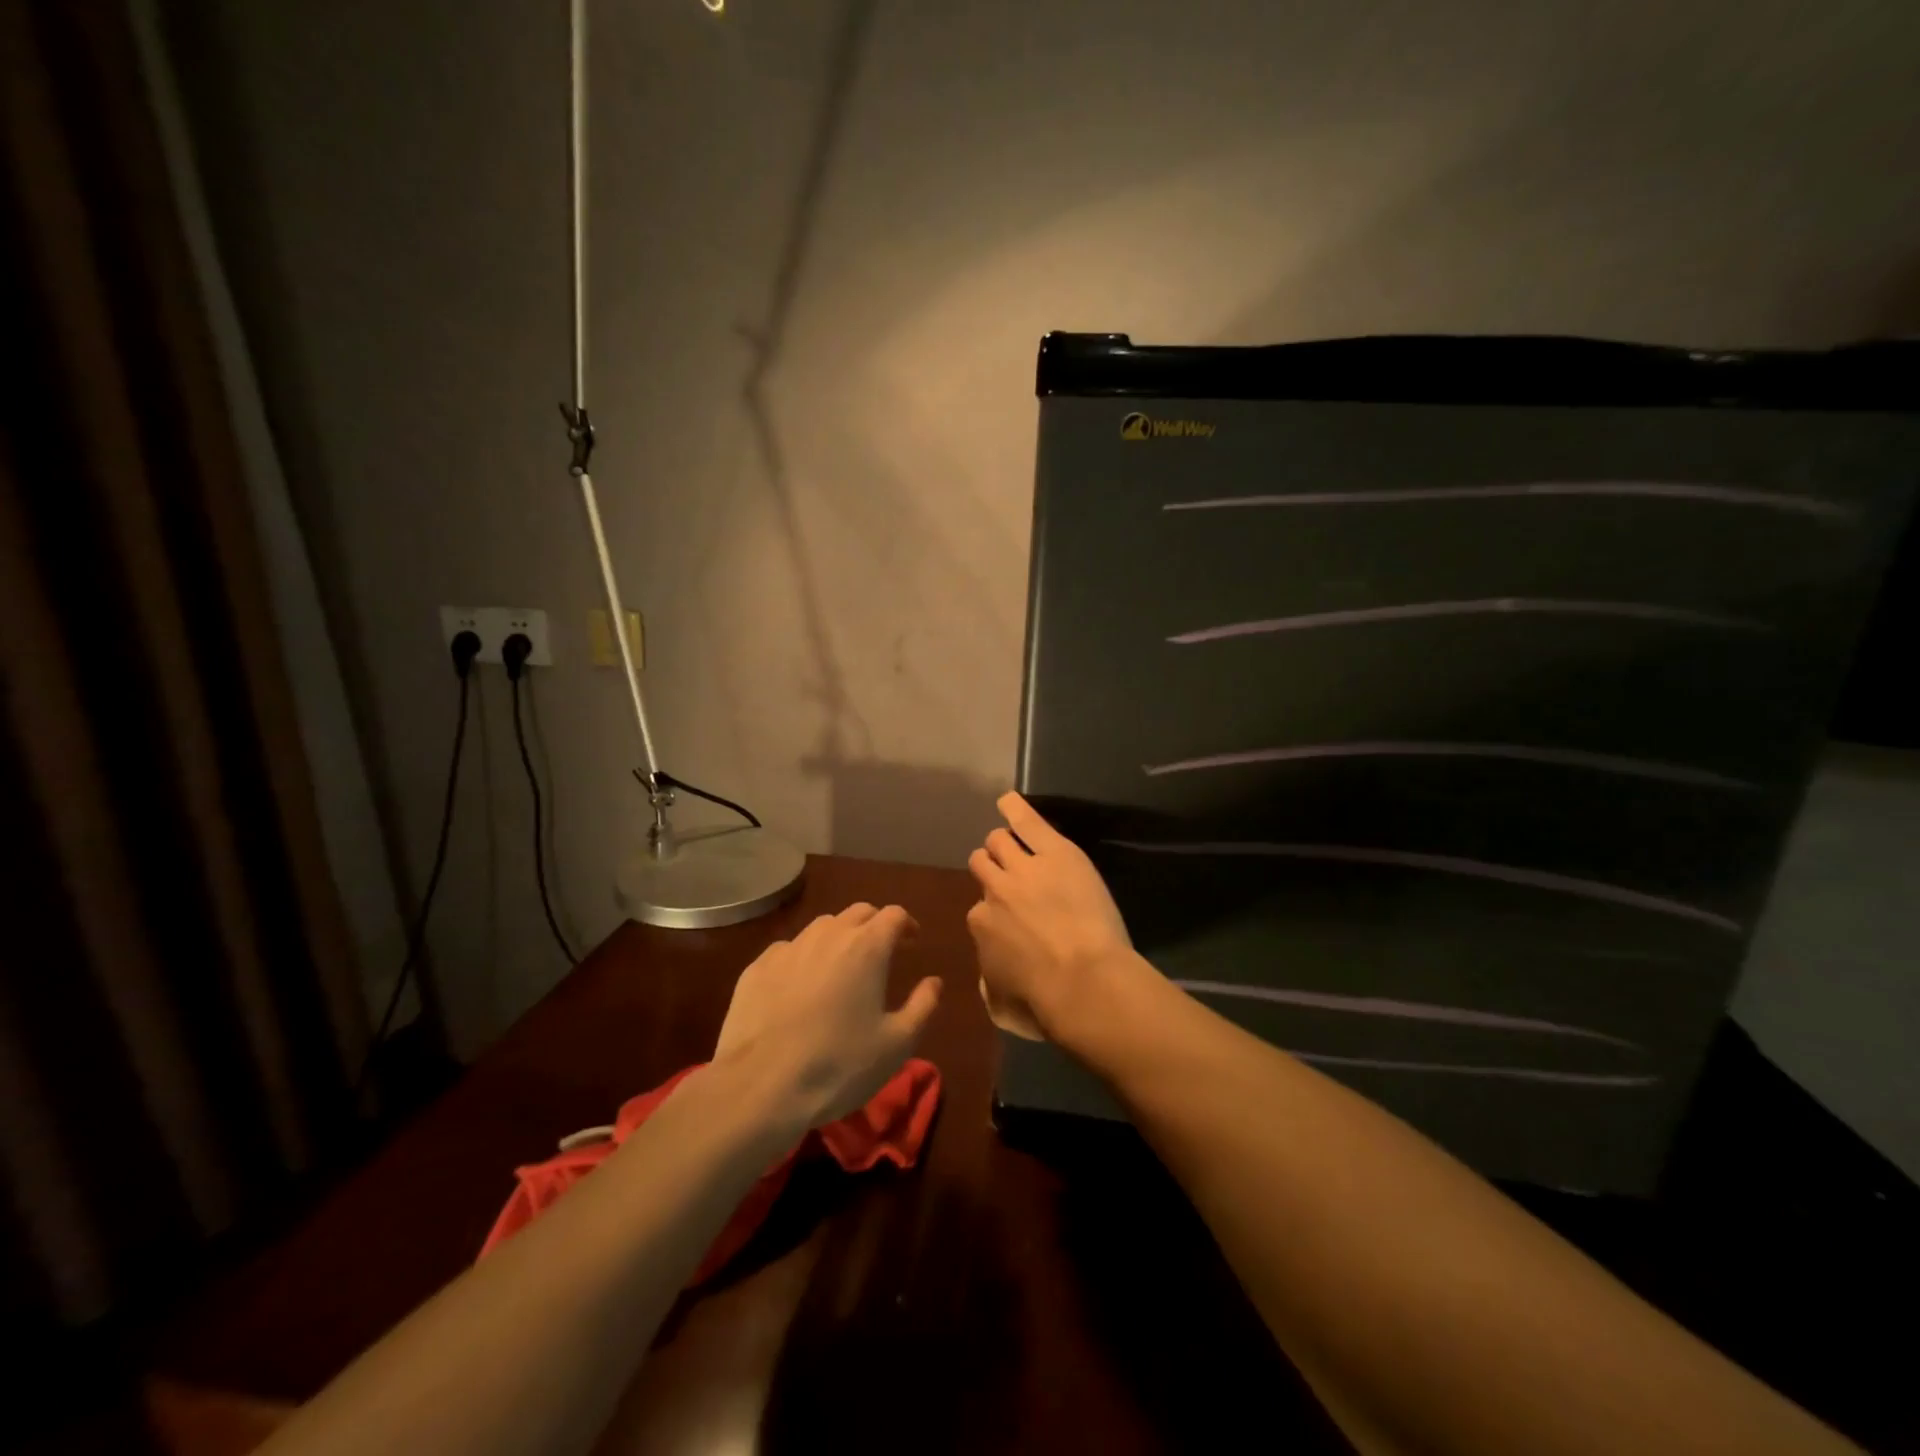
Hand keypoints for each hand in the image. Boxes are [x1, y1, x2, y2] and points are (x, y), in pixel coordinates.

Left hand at [714, 903, 940, 1129]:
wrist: (761, 1086)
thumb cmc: (840, 1065)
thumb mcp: (897, 1044)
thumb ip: (923, 1006)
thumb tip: (934, 982)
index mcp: (867, 947)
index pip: (894, 915)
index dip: (907, 925)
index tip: (912, 943)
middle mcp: (828, 935)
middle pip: (858, 912)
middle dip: (874, 925)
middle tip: (881, 952)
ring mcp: (788, 948)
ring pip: (822, 927)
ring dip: (839, 937)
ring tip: (841, 967)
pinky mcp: (756, 967)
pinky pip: (788, 950)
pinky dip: (803, 958)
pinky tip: (800, 986)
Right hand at [966, 793, 1135, 1043]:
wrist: (1084, 981)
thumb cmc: (1045, 1002)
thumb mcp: (1002, 1004)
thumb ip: (989, 982)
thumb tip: (988, 973)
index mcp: (981, 925)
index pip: (979, 908)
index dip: (994, 912)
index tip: (1009, 920)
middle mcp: (994, 891)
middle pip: (982, 864)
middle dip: (992, 868)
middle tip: (1010, 877)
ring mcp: (1023, 868)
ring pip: (999, 841)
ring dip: (1004, 844)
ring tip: (1014, 843)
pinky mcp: (1054, 852)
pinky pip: (1027, 821)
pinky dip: (1016, 809)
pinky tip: (1009, 800)